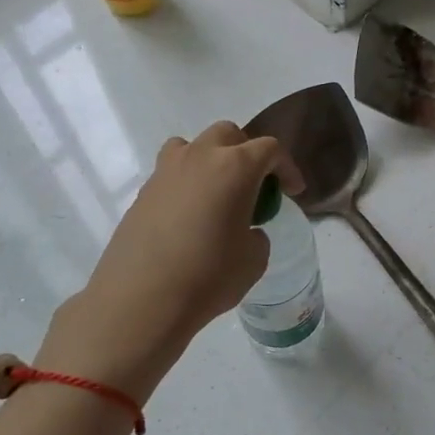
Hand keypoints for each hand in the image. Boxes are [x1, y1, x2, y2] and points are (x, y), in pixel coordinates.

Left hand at [35, 122, 301, 399]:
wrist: (141, 300)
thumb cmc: (208, 276)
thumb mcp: (254, 259)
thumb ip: (256, 234)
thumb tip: (245, 229)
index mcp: (235, 167)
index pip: (270, 149)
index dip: (287, 168)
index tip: (293, 191)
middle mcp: (199, 157)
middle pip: (229, 134)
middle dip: (248, 153)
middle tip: (256, 186)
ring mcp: (165, 171)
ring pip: (193, 145)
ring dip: (211, 159)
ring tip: (217, 192)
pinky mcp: (143, 192)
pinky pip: (171, 172)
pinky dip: (187, 183)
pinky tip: (190, 216)